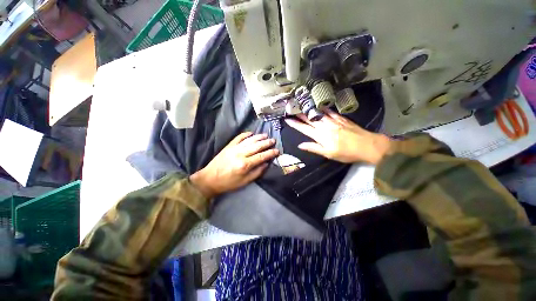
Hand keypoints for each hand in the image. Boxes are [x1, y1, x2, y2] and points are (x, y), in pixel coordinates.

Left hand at [190, 133, 278, 198]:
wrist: (210, 179)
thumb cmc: (228, 183)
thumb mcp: (245, 182)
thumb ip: (257, 172)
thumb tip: (266, 164)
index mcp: (245, 164)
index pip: (261, 156)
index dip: (270, 153)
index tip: (277, 151)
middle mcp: (241, 154)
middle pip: (256, 146)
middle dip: (266, 143)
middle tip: (273, 140)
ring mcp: (234, 148)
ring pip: (249, 140)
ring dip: (258, 137)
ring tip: (265, 135)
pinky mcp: (228, 146)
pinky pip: (238, 138)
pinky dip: (245, 134)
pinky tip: (251, 133)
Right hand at [284, 109, 391, 164]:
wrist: (367, 145)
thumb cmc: (346, 153)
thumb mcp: (328, 154)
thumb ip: (314, 148)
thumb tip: (300, 145)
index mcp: (320, 136)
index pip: (304, 129)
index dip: (295, 124)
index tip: (288, 119)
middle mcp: (325, 127)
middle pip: (310, 119)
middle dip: (299, 115)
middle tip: (292, 110)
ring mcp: (333, 121)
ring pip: (318, 114)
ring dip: (309, 111)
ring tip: (302, 106)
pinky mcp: (341, 119)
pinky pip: (330, 112)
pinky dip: (324, 109)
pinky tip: (320, 106)